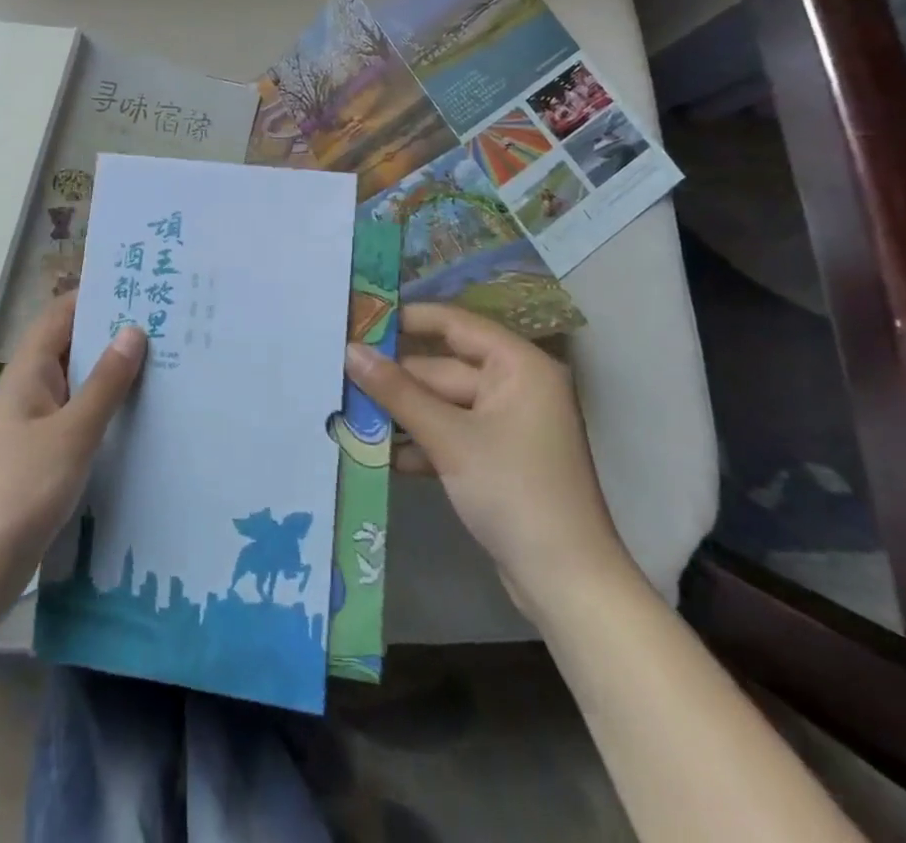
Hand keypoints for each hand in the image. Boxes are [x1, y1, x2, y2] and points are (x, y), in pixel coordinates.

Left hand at [0, 293, 145, 596]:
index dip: (97, 294)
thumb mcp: (72, 432)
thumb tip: (133, 330)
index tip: (142, 286)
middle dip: (114, 333)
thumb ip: (105, 383)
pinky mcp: (45, 454)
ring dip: (114, 372)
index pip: (63, 313)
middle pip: (74, 345)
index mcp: (30, 370)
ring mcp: (37, 422)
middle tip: (168, 323)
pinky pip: (81, 416)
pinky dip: (107, 408)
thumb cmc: (21, 487)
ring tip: (167, 362)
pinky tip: (142, 415)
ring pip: (80, 383)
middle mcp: (32, 387)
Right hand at [346, 303, 631, 618]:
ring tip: (347, 410)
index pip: (455, 324)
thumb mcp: (449, 438)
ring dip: (400, 413)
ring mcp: (505, 425)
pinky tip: (376, 452)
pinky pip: (449, 434)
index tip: (359, 319)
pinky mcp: (495, 459)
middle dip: (394, 378)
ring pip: (441, 404)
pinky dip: (418, 442)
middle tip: (338, 374)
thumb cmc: (514, 493)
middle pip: (442, 368)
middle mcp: (515, 386)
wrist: (567, 586)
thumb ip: (397, 391)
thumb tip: (350, 350)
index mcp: (518, 366)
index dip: (407, 320)